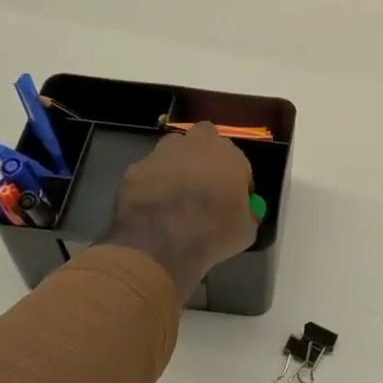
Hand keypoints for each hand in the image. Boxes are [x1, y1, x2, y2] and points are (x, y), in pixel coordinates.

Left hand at [103, 122, 257, 298]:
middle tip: (205, 180)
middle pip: (205, 136)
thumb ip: (247, 214)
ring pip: (173, 147)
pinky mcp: (135, 169)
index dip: (237, 178)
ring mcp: (162, 154)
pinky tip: (153, 205)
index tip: (233, 198)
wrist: (159, 246)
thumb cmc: (212, 236)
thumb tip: (245, 213)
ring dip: (178, 161)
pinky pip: (148, 170)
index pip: (239, 161)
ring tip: (176, 190)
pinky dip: (152, 182)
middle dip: (206, 152)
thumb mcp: (245, 231)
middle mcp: (196, 145)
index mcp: (229, 156)